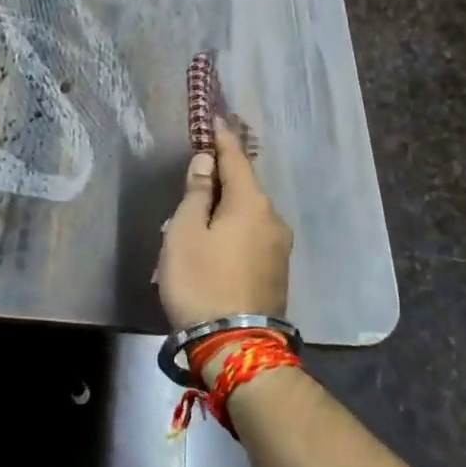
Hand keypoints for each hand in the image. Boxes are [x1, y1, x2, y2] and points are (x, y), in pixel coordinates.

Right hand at [156, 120, 291, 328]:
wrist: (236, 347)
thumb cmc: (201, 281)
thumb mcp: (186, 232)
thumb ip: (197, 192)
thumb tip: (207, 162)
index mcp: (252, 203)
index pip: (236, 158)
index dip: (222, 138)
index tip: (215, 119)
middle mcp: (273, 219)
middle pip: (243, 187)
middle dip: (219, 180)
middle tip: (191, 182)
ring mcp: (280, 248)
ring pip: (247, 214)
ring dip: (223, 209)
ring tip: (194, 222)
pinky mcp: (278, 272)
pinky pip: (251, 236)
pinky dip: (232, 230)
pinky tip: (213, 244)